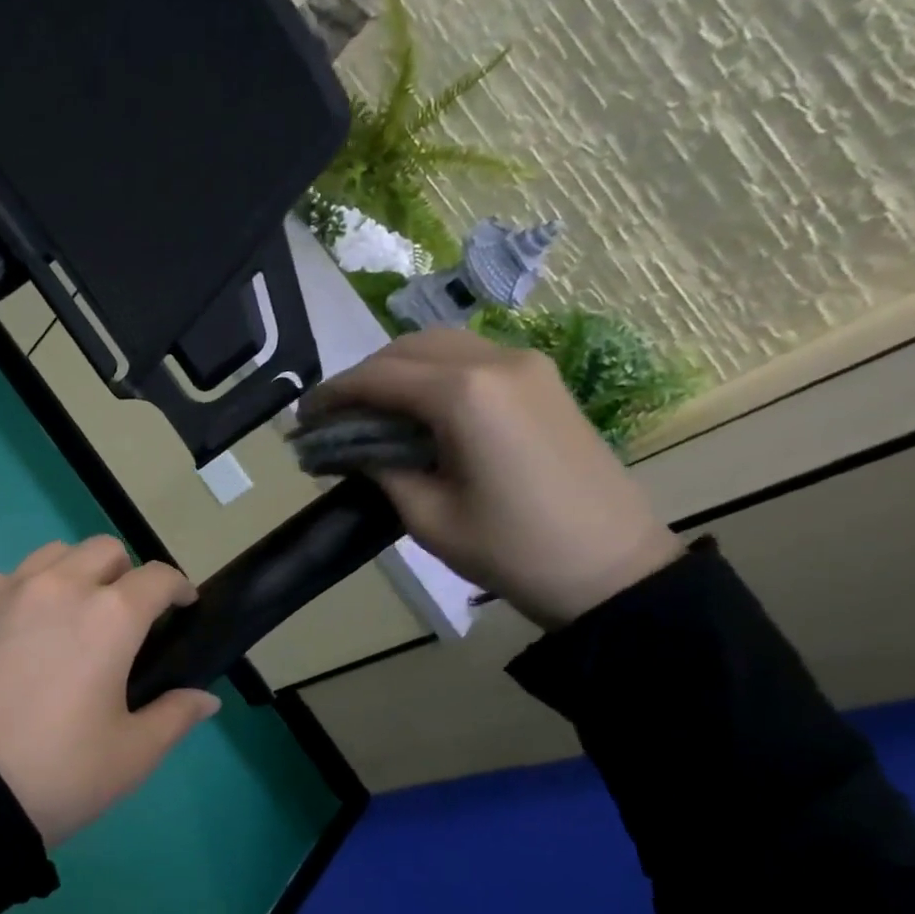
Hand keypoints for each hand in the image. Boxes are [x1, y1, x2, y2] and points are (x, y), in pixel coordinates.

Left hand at [0, 536, 222, 845]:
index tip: (182, 608)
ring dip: (74, 574)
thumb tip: (205, 698)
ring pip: (52, 555)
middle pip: (104, 550)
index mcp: (109, 616)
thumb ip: (175, 716)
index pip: (157, 576)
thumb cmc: (57, 772)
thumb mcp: (131, 755)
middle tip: (124, 618)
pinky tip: (19, 633)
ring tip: (70, 617)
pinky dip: (25, 593)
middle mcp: (58, 587)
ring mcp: (5, 592)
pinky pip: (5, 581)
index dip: (178, 588)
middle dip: (125, 574)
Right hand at [301, 330, 684, 627]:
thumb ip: (380, 467)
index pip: (377, 377)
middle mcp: (495, 361)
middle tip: (333, 416)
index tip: (301, 418)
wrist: (612, 568)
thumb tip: (350, 447)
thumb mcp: (427, 516)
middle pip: (407, 348)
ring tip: (371, 411)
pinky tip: (419, 409)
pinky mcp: (544, 379)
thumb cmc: (511, 550)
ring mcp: (527, 365)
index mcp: (464, 395)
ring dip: (398, 370)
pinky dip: (434, 372)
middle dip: (362, 377)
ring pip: (442, 345)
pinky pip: (473, 358)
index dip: (331, 394)